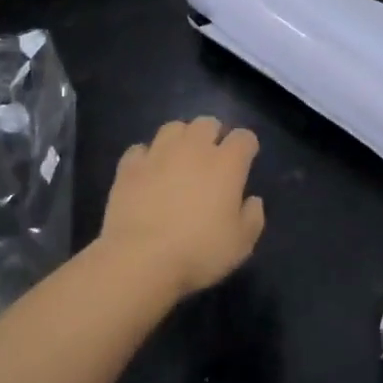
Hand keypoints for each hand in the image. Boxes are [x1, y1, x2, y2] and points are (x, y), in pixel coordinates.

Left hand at [99, 117, 264, 296]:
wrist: (139, 259)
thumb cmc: (198, 252)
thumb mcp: (240, 245)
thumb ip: (253, 218)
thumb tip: (253, 200)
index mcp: (226, 163)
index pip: (244, 137)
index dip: (246, 146)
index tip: (245, 160)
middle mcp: (194, 148)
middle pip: (207, 123)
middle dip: (213, 134)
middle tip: (211, 157)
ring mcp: (158, 153)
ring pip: (173, 128)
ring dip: (180, 138)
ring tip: (179, 158)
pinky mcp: (130, 166)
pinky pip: (140, 149)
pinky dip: (146, 157)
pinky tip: (148, 172)